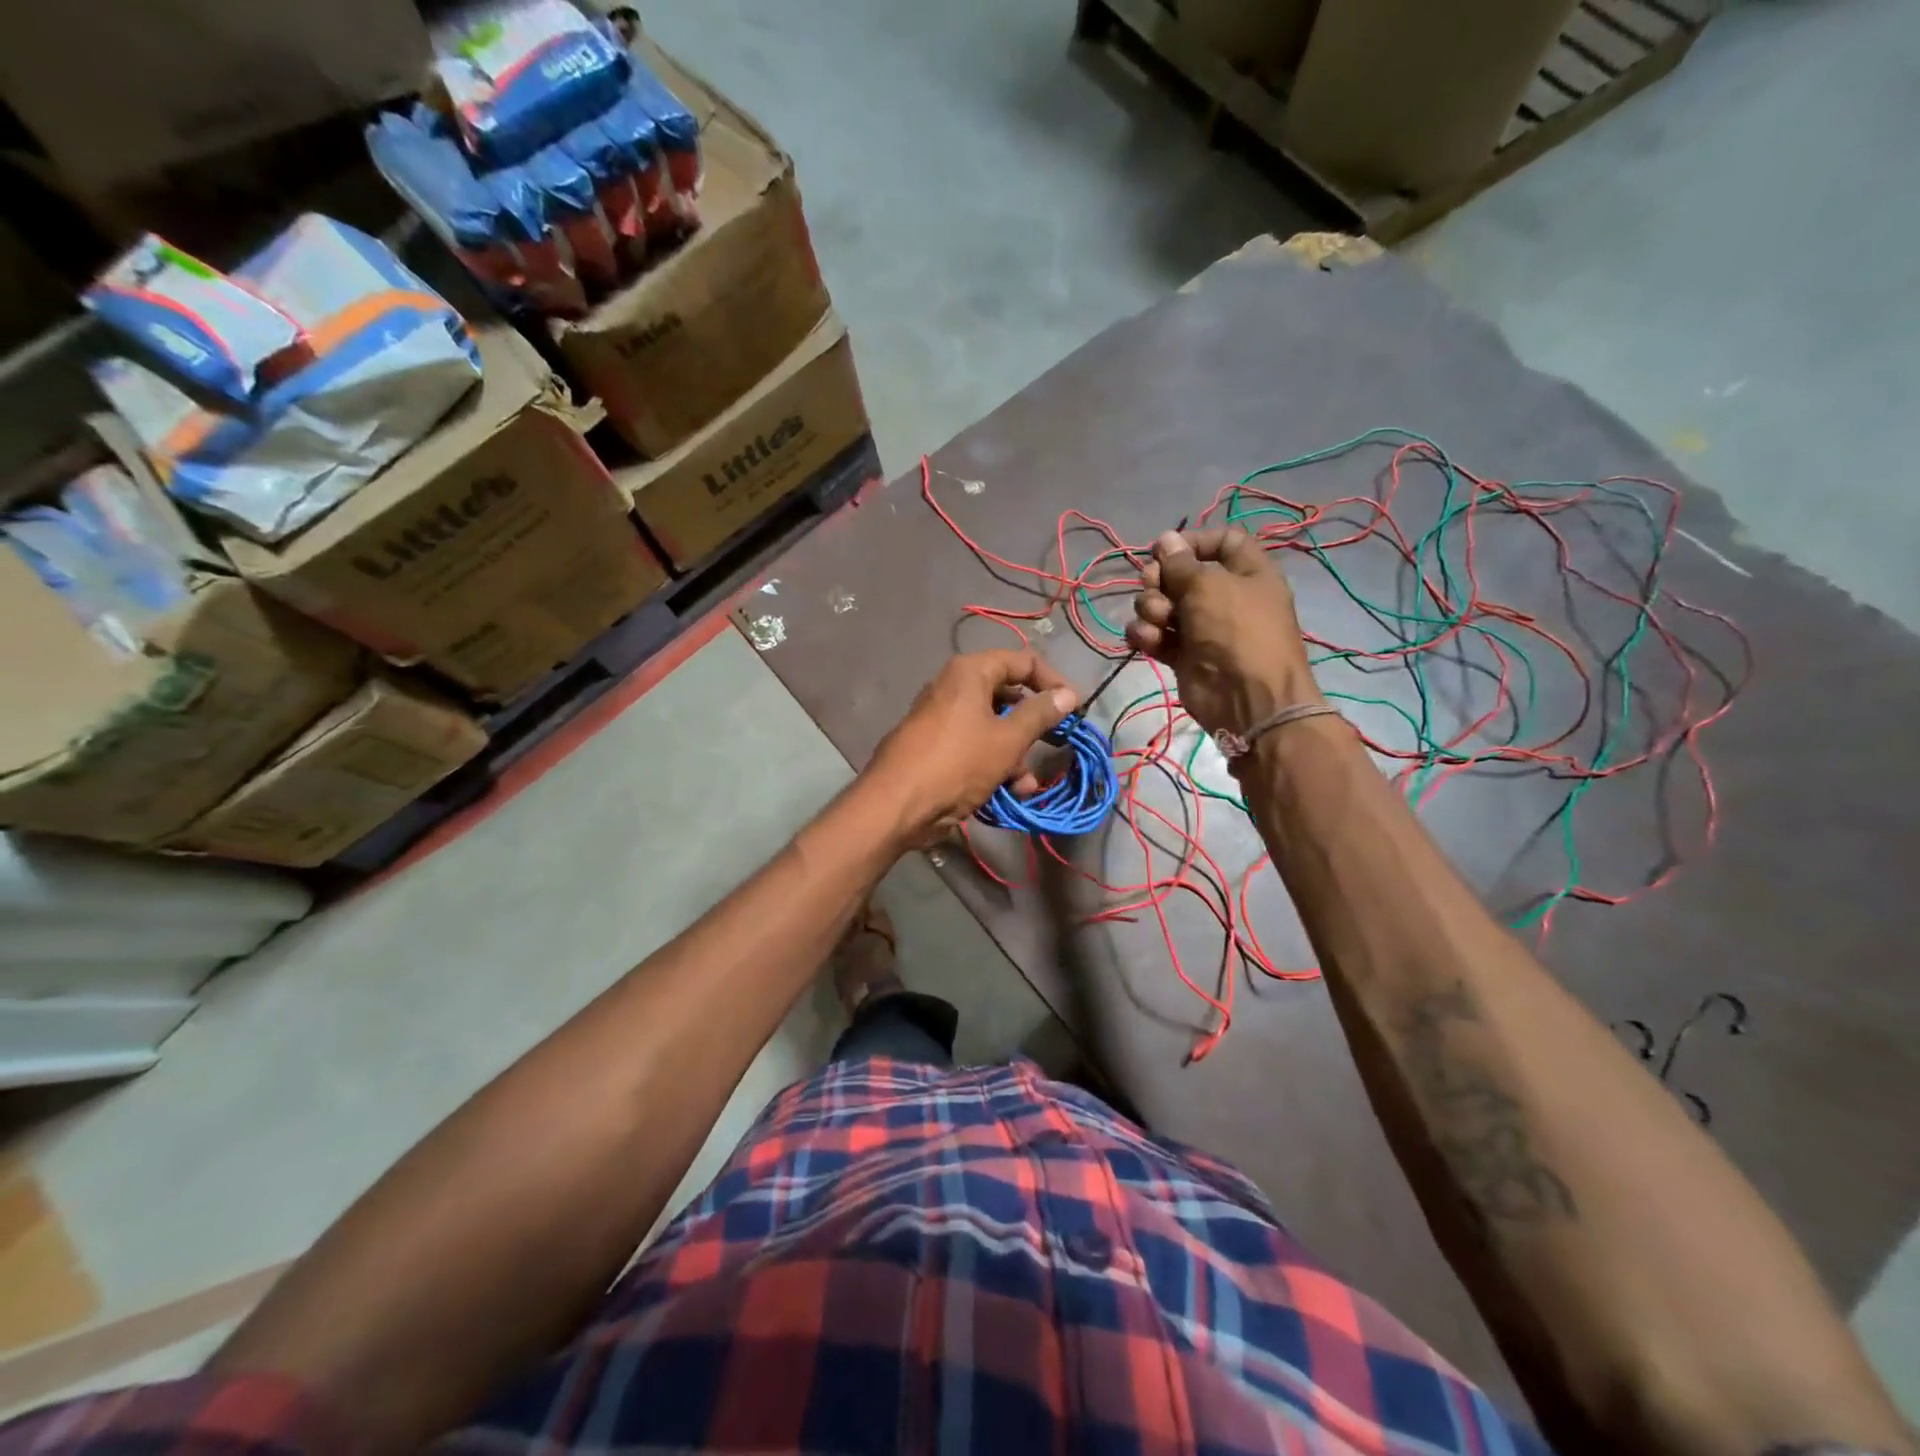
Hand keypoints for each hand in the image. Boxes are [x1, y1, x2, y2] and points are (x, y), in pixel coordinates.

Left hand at [866, 650, 1078, 845]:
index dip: (1053, 681)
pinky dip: (994, 764)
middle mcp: (955, 688)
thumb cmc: (958, 762)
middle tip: (1055, 743)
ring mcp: (943, 718)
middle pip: (1008, 695)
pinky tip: (1010, 792)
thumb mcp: (1007, 738)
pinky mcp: (938, 747)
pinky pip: (975, 747)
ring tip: (1026, 783)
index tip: (1075, 708)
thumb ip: (1040, 714)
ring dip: (1015, 753)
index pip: (1023, 661)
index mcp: (970, 672)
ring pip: (993, 726)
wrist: (898, 805)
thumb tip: (1068, 693)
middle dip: (1032, 725)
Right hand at [1125, 527, 1320, 735]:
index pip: (1222, 542)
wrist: (1246, 698)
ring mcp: (1202, 628)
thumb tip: (1165, 538)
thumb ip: (1180, 563)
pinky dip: (1147, 635)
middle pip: (1181, 574)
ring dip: (1151, 608)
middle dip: (1161, 578)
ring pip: (1162, 604)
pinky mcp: (1183, 655)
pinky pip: (1156, 635)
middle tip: (1153, 585)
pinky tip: (1148, 640)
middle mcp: (1224, 597)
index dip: (1193, 542)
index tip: (1166, 549)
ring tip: (1158, 620)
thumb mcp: (1209, 586)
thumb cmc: (1236, 631)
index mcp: (1247, 573)